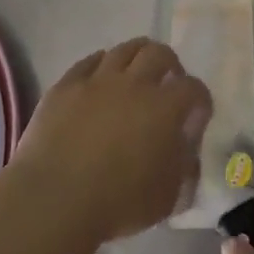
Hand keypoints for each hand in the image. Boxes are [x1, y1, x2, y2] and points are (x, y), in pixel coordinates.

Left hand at [11, 38, 212, 244]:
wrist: (53, 200)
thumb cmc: (118, 203)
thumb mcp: (168, 196)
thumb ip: (184, 165)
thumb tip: (186, 145)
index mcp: (165, 108)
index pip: (194, 89)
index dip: (200, 99)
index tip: (197, 113)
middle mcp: (135, 84)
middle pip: (159, 53)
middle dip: (170, 65)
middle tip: (167, 82)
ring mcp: (97, 80)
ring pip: (124, 49)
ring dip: (136, 57)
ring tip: (135, 74)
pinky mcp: (66, 85)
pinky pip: (88, 62)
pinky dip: (101, 65)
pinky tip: (100, 78)